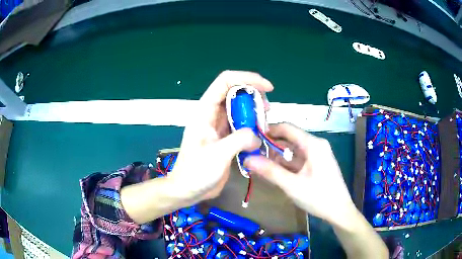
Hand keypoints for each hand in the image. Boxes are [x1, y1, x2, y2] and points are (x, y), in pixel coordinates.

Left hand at [170, 70, 272, 202]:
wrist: (188, 189)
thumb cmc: (196, 172)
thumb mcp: (217, 155)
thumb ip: (239, 140)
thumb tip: (257, 135)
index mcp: (205, 111)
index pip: (225, 81)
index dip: (247, 78)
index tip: (267, 88)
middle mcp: (212, 114)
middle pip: (236, 92)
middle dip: (255, 96)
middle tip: (268, 111)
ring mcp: (219, 125)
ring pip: (240, 108)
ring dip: (255, 112)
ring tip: (265, 125)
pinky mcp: (226, 137)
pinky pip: (242, 124)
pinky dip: (253, 126)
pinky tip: (260, 136)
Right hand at [244, 123, 356, 227]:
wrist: (339, 211)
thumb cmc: (319, 197)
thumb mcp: (292, 185)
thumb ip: (270, 171)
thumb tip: (247, 159)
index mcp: (312, 144)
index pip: (287, 128)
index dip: (268, 130)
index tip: (251, 138)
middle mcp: (316, 144)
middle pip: (290, 138)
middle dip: (271, 145)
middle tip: (252, 154)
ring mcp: (317, 154)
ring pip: (293, 150)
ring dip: (278, 156)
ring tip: (260, 164)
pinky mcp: (317, 164)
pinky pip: (299, 159)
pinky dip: (287, 163)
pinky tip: (275, 171)